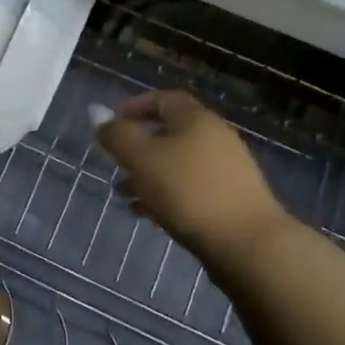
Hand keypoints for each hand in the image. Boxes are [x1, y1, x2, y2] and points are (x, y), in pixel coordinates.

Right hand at [96, 91, 297, 273]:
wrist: (248, 244)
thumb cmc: (189, 192)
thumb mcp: (142, 160)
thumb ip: (117, 135)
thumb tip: (96, 111)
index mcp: (195, 119)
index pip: (164, 99)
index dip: (135, 107)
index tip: (112, 124)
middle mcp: (216, 137)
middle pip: (171, 133)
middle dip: (139, 147)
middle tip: (114, 163)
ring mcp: (228, 170)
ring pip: (179, 164)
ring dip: (150, 176)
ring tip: (124, 196)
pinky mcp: (232, 200)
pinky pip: (192, 188)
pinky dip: (168, 196)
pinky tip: (151, 217)